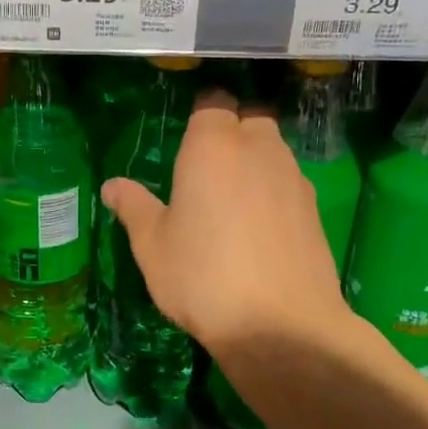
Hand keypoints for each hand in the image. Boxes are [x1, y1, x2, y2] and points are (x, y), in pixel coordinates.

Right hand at [101, 92, 349, 370]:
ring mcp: (293, 177)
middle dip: (231, 130)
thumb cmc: (203, 277)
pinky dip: (273, 191)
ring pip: (272, 149)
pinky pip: (288, 182)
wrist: (282, 326)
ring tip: (231, 198)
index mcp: (213, 146)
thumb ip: (134, 207)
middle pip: (249, 118)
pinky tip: (258, 226)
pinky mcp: (315, 208)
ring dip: (254, 160)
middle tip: (206, 166)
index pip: (212, 102)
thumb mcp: (152, 245)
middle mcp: (258, 148)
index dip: (201, 114)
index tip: (186, 135)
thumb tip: (112, 186)